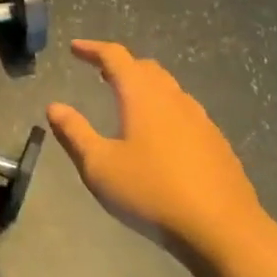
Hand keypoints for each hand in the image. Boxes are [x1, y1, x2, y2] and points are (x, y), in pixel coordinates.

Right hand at [46, 40, 267, 255]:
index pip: (116, 57)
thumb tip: (54, 106)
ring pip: (168, 88)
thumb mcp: (100, 166)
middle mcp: (173, 98)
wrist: (221, 228)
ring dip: (144, 85)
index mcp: (142, 96)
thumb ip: (75, 133)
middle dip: (120, 65)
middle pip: (146, 68)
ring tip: (127, 99)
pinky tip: (159, 133)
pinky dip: (163, 108)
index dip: (93, 49)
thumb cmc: (151, 192)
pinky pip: (184, 111)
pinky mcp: (215, 141)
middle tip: (99, 71)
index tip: (75, 48)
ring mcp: (200, 119)